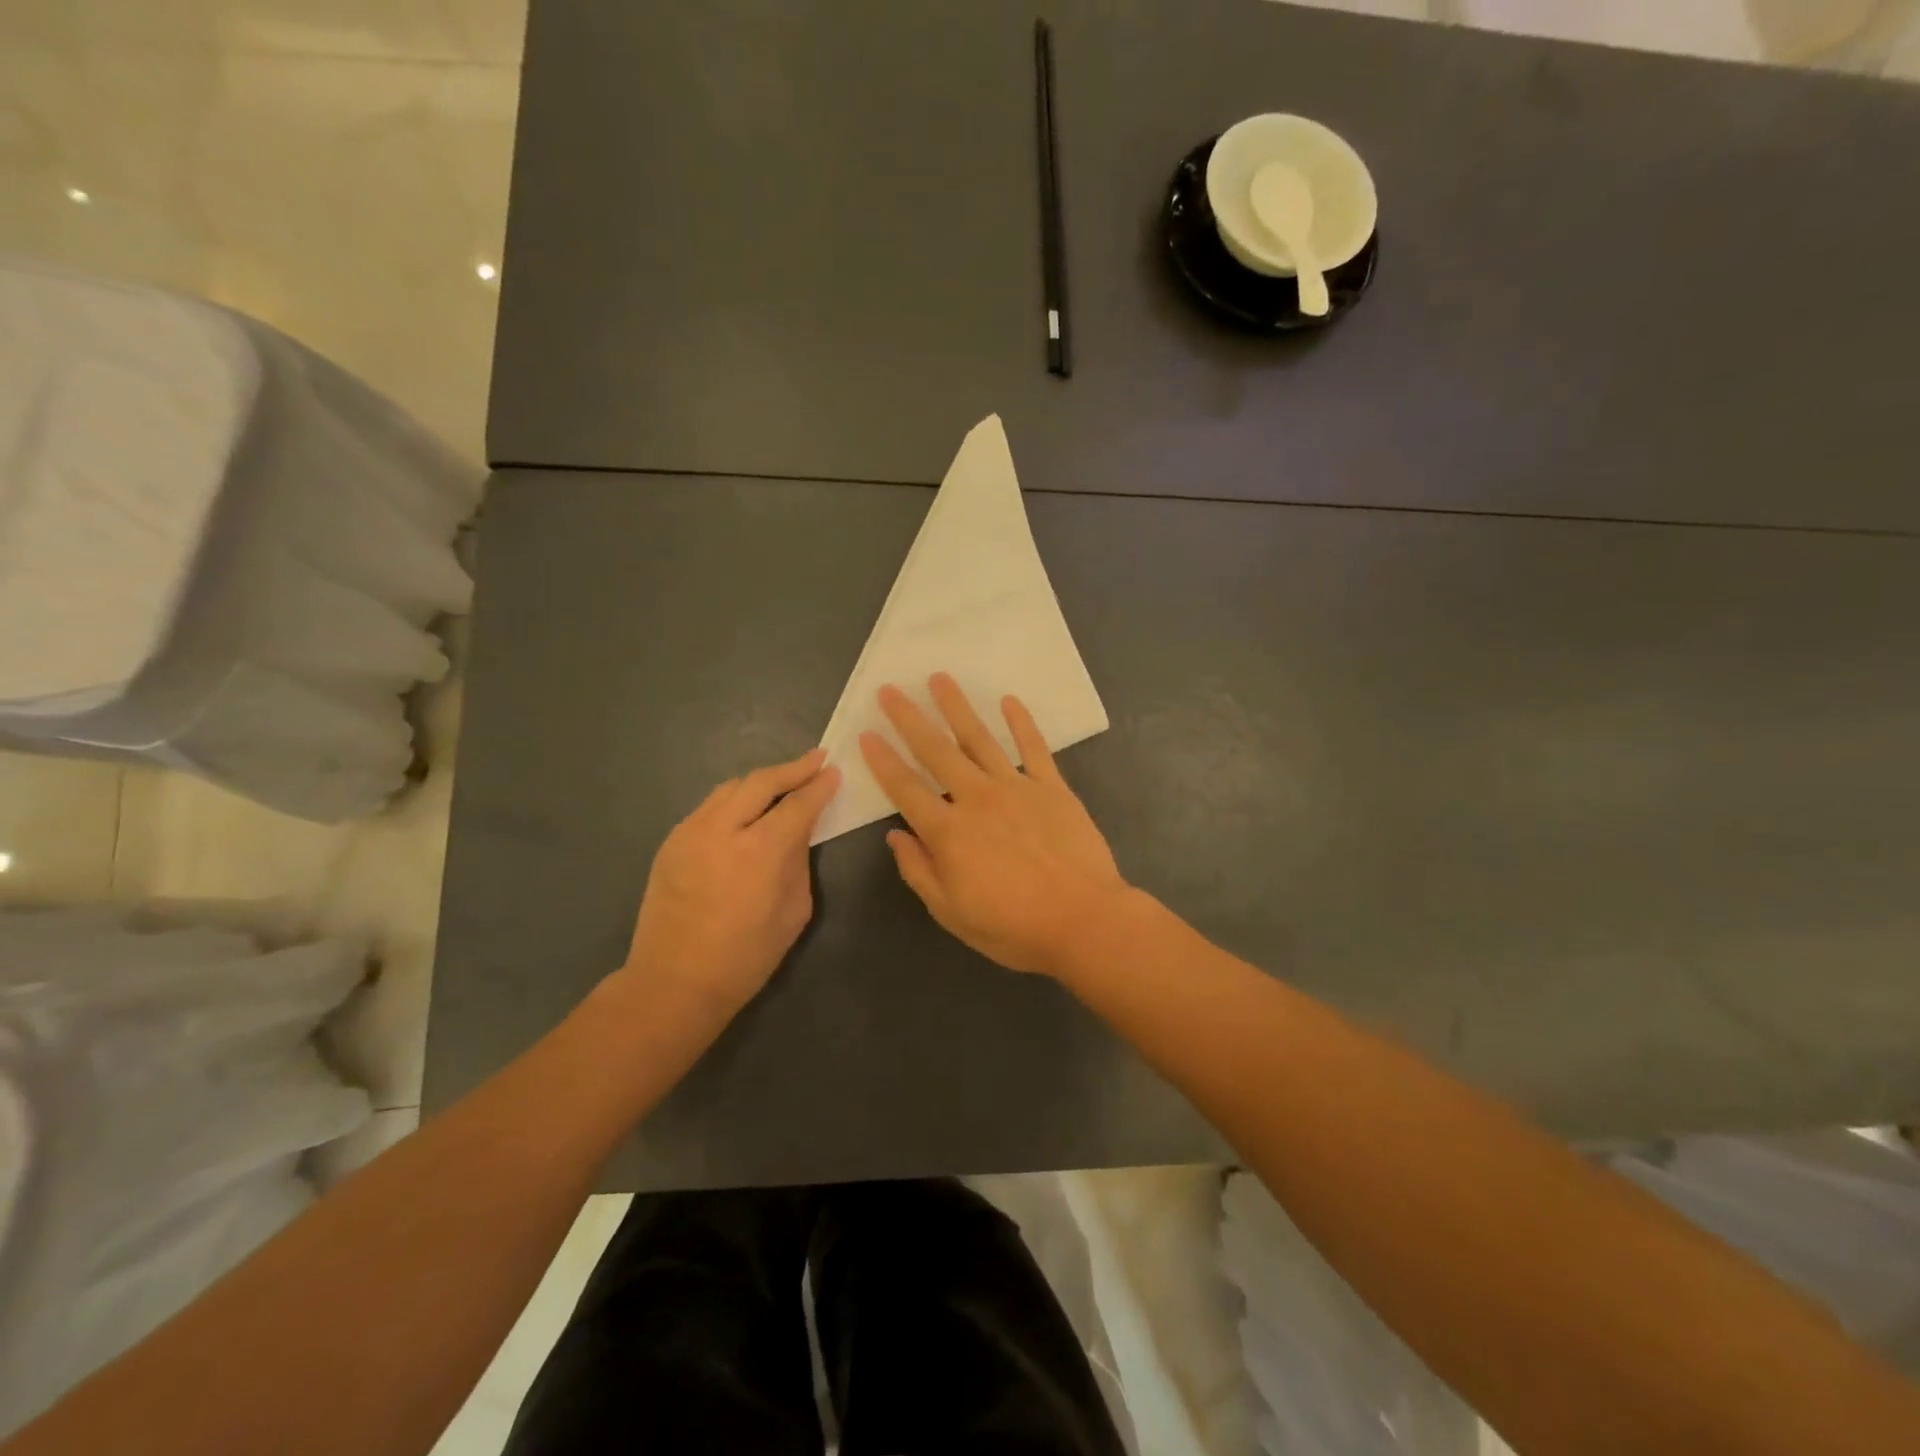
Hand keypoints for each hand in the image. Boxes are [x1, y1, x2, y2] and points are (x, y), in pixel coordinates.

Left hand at [620, 749, 840, 1015]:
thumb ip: (798, 862)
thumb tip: (799, 832)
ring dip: (761, 781)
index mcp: (760, 851)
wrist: (674, 983)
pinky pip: (708, 807)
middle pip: (761, 781)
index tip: (834, 772)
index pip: (797, 804)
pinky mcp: (671, 842)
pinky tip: (746, 811)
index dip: (819, 786)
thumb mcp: (793, 912)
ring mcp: (690, 832)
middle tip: (816, 760)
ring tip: (782, 782)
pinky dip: (734, 800)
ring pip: (730, 788)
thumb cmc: (746, 957)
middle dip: (792, 768)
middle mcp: (722, 829)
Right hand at [859, 674, 1130, 975]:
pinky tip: (1009, 700)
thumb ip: (919, 871)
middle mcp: (977, 799)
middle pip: (937, 751)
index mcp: (949, 832)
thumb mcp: (952, 913)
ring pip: (980, 739)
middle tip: (890, 689)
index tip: (865, 734)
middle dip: (909, 718)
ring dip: (957, 707)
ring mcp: (1017, 788)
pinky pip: (1034, 748)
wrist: (1084, 921)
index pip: (905, 789)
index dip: (882, 761)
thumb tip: (895, 836)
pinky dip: (1022, 723)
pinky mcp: (1052, 788)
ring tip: (940, 678)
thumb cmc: (1014, 927)